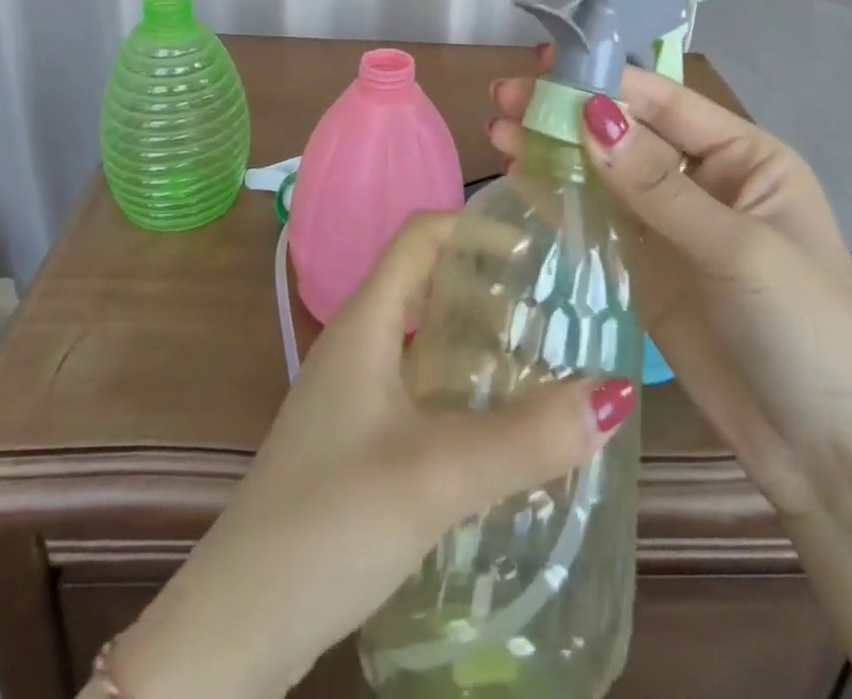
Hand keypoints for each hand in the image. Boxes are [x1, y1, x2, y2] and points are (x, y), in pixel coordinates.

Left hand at [107, 214, 637, 697]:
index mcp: (365, 324)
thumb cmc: (328, 522)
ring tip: (546, 364)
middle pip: (428, 285)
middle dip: (491, 287)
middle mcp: (358, 346)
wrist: (237, 624)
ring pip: (427, 343)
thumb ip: (525, 438)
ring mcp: (354, 396)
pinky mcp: (358, 442)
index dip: (475, 226)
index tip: (538, 247)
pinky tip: (502, 429)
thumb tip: (614, 391)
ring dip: (480, 344)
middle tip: (557, 310)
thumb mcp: (436, 474)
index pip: (420, 237)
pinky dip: (465, 392)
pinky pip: (421, 391)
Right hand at [488, 57, 851, 516]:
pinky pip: (597, 219)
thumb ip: (658, 186)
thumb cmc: (808, 332)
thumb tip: (590, 116)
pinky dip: (559, 194)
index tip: (544, 64)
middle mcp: (704, 180)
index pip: (667, 102)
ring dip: (554, 149)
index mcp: (745, 158)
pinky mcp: (645, 268)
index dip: (606, 79)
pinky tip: (520, 174)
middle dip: (568, 111)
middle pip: (627, 133)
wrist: (829, 456)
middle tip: (503, 95)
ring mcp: (670, 226)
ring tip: (498, 129)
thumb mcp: (739, 249)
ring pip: (604, 173)